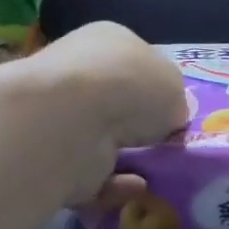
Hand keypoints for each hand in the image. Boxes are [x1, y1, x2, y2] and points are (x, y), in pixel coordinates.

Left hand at [19, 22, 188, 205]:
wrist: (69, 121)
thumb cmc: (128, 85)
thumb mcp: (174, 83)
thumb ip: (172, 100)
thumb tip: (166, 117)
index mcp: (106, 41)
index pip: (134, 60)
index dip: (156, 85)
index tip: (174, 112)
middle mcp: (80, 73)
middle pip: (116, 102)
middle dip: (139, 125)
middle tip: (168, 146)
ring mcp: (62, 117)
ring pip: (102, 141)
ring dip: (129, 158)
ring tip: (159, 172)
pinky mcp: (54, 159)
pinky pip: (92, 176)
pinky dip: (116, 185)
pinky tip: (136, 187)